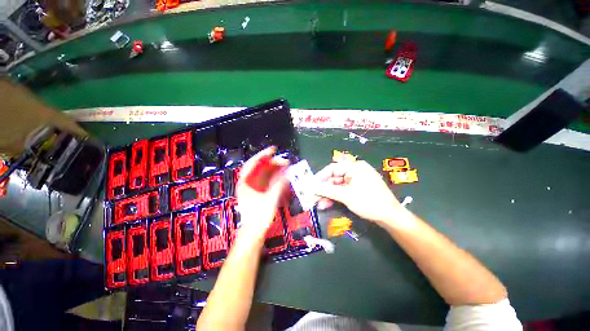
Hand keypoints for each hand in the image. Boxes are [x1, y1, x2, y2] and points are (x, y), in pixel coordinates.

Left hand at [236, 147, 289, 239]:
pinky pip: (266, 180)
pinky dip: (274, 176)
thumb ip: (279, 184)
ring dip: (274, 169)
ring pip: (263, 173)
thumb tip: (286, 172)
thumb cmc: (259, 216)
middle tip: (284, 160)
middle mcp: (247, 183)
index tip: (273, 150)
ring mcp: (252, 188)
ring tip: (284, 166)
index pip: (253, 163)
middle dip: (272, 162)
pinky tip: (281, 175)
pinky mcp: (258, 192)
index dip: (263, 155)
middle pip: (259, 168)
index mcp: (245, 183)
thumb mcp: (270, 199)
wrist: (254, 232)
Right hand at [314, 160, 401, 224]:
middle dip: (323, 188)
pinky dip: (335, 197)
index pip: (333, 168)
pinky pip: (343, 191)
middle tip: (313, 196)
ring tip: (319, 204)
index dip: (320, 176)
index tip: (311, 185)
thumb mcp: (345, 195)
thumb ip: (326, 190)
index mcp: (355, 167)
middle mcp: (355, 171)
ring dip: (328, 195)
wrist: (390, 217)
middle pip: (334, 178)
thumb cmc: (368, 202)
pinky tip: (327, 204)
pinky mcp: (357, 190)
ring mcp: (356, 181)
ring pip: (337, 186)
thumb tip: (311, 187)